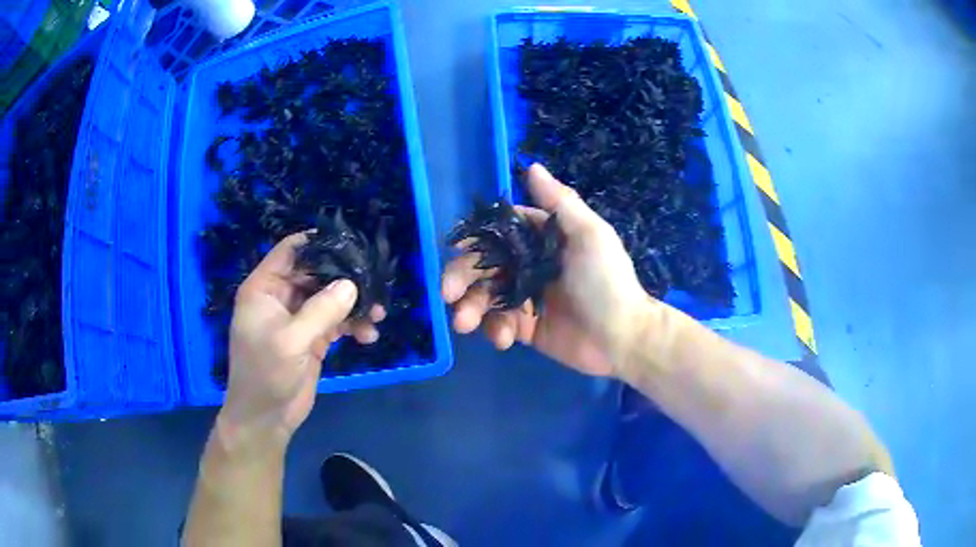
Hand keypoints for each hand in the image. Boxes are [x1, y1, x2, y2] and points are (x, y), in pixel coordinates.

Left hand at [222, 233, 384, 441]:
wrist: (266, 418)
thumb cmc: (266, 374)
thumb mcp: (291, 340)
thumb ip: (321, 310)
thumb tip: (352, 285)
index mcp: (264, 287)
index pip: (291, 251)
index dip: (318, 243)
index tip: (351, 245)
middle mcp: (281, 296)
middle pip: (316, 273)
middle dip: (345, 279)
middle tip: (375, 284)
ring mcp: (298, 318)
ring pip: (330, 298)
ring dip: (354, 305)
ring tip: (378, 314)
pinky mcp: (312, 338)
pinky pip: (337, 322)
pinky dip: (353, 325)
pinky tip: (369, 335)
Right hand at [442, 164, 656, 377]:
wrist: (622, 337)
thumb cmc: (606, 281)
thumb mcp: (589, 235)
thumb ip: (559, 203)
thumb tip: (531, 166)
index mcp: (541, 240)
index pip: (498, 232)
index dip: (473, 239)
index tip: (454, 249)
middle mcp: (529, 265)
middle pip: (483, 265)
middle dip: (461, 278)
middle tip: (448, 295)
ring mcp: (525, 297)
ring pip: (484, 296)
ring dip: (470, 308)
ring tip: (465, 324)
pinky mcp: (526, 328)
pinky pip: (498, 324)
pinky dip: (494, 330)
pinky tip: (504, 339)